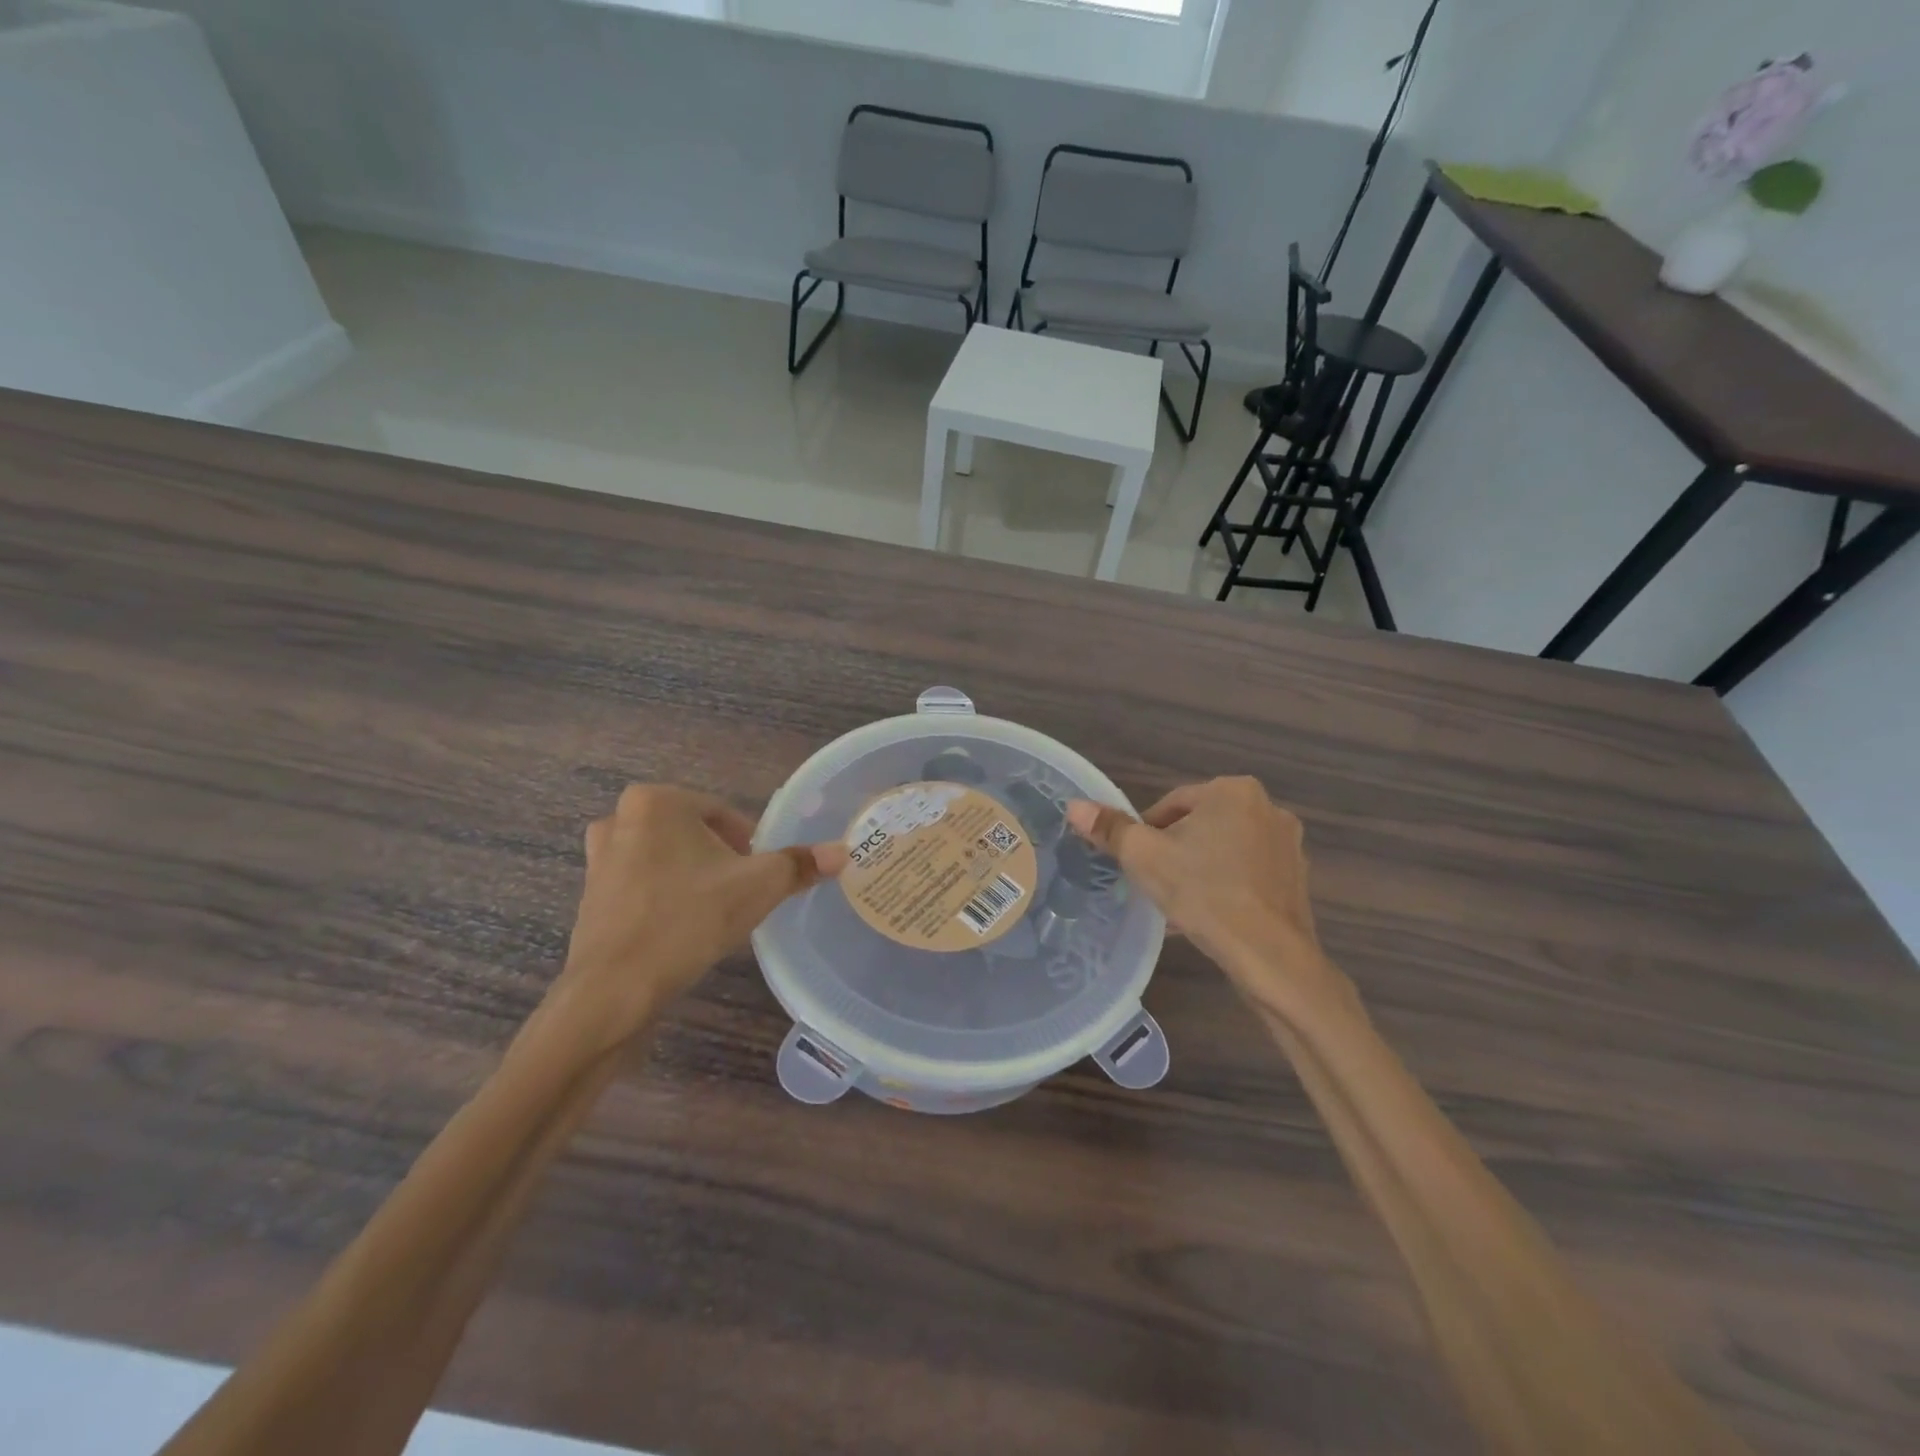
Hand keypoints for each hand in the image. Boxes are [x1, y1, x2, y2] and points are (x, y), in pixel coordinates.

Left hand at [551, 786, 845, 1048]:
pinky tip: (681, 931)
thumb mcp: (758, 888)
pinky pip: (643, 887)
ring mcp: (599, 859)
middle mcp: (620, 819)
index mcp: (656, 802)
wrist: (612, 992)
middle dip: (722, 862)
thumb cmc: (687, 921)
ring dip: (694, 880)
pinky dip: (666, 900)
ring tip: (713, 914)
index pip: (724, 816)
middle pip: (695, 836)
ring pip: (669, 861)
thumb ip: (799, 864)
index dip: (751, 848)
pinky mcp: (590, 896)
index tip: (760, 879)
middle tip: (740, 896)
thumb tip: (842, 851)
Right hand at [1066, 777, 1327, 1004]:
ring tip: (1179, 902)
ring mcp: (1287, 843)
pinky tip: (1209, 914)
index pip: (1172, 804)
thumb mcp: (1144, 858)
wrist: (1269, 954)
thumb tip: (1074, 806)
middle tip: (1155, 883)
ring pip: (1224, 849)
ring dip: (1199, 868)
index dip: (1146, 833)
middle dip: (1175, 850)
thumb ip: (1110, 829)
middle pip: (1200, 824)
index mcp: (1232, 791)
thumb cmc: (1204, 893)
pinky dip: (1226, 885)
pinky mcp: (1297, 877)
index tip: (1136, 863)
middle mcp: (1267, 807)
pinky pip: (1248, 872)